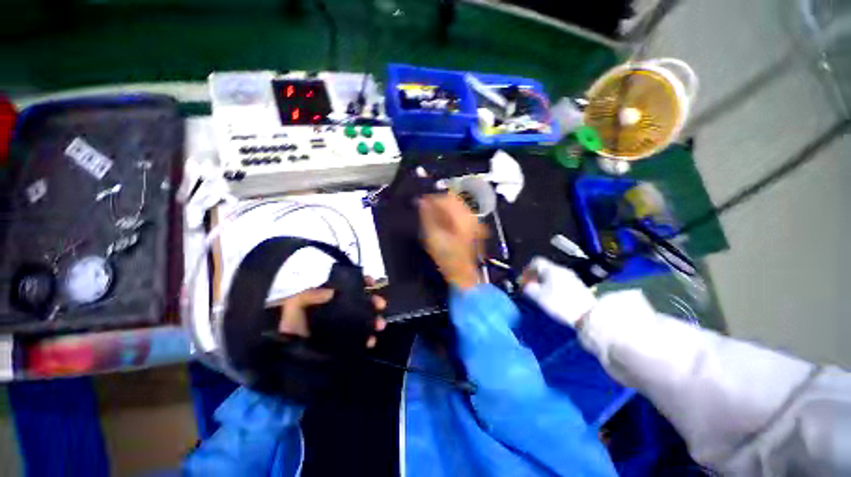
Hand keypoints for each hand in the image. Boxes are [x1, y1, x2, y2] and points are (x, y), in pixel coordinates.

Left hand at [271, 277, 386, 347]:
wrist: (279, 352)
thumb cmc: (287, 323)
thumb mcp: (295, 304)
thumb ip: (311, 295)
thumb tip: (333, 292)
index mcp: (331, 298)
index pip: (350, 286)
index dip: (362, 282)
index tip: (371, 282)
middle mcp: (339, 310)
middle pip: (361, 303)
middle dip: (374, 302)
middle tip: (381, 305)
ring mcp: (342, 327)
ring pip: (363, 320)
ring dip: (374, 321)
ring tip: (379, 325)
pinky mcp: (342, 343)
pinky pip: (358, 339)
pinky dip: (367, 339)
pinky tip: (370, 342)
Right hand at [418, 194, 487, 289]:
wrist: (463, 274)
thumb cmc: (447, 258)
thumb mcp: (433, 237)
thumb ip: (427, 217)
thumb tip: (421, 202)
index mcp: (462, 218)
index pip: (447, 198)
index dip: (432, 198)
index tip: (420, 201)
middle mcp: (471, 216)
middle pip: (454, 200)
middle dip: (438, 201)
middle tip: (425, 207)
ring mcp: (474, 222)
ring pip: (457, 206)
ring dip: (444, 207)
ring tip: (432, 214)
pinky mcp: (474, 227)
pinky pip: (461, 213)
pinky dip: (450, 214)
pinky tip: (442, 221)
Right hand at [521, 257, 596, 328]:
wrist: (588, 315)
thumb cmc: (560, 303)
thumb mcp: (538, 296)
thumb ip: (528, 288)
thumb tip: (524, 285)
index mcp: (551, 269)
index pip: (536, 261)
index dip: (527, 269)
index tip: (524, 278)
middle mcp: (561, 270)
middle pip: (545, 268)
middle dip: (536, 277)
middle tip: (531, 287)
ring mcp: (571, 277)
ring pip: (553, 275)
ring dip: (545, 282)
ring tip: (542, 294)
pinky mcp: (578, 287)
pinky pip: (561, 282)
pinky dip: (554, 287)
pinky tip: (554, 298)